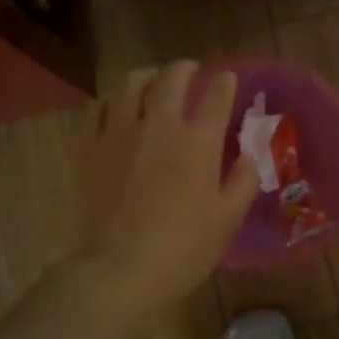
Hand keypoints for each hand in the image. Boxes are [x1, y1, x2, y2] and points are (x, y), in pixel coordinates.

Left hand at [77, 61, 259, 316]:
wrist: (120, 270)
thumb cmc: (184, 248)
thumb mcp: (228, 219)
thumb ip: (243, 180)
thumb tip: (249, 154)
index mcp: (199, 141)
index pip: (216, 96)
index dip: (225, 83)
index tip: (227, 80)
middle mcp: (160, 125)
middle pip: (172, 79)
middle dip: (185, 69)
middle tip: (190, 70)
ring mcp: (120, 132)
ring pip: (131, 84)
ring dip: (147, 76)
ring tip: (152, 81)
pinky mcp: (90, 147)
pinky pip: (97, 108)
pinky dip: (111, 100)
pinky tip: (115, 107)